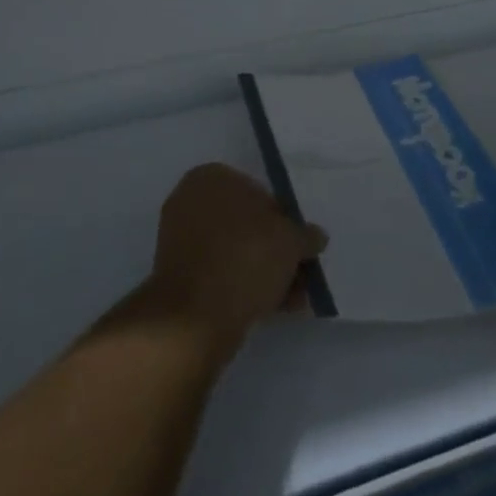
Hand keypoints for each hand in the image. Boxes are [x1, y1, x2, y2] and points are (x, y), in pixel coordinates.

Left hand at [146, 164, 326, 350]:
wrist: (194, 317)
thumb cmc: (244, 258)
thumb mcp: (290, 241)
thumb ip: (305, 235)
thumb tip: (316, 236)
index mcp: (211, 178)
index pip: (260, 192)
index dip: (286, 219)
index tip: (301, 245)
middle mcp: (191, 201)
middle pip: (247, 225)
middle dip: (277, 250)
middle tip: (302, 273)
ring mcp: (181, 240)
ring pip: (236, 252)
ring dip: (266, 272)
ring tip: (295, 298)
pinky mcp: (179, 277)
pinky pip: (222, 274)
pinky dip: (246, 287)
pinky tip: (275, 308)